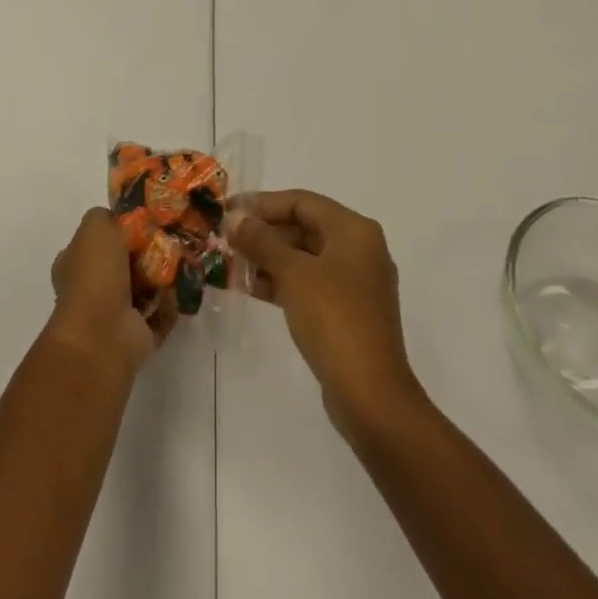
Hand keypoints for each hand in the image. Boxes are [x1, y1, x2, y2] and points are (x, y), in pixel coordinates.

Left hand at [46, 208, 175, 375]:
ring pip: (143, 288)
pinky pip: (160, 313)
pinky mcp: (137, 335)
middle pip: (124, 263)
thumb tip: (120, 220)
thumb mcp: (95, 225)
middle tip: (171, 237)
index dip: (118, 229)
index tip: (145, 219)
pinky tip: (183, 286)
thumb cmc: (95, 273)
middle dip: (146, 251)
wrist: (102, 334)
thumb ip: (107, 216)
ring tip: (183, 258)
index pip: (97, 240)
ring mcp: (114, 314)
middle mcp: (92, 288)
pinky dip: (171, 303)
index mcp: (76, 263)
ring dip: (162, 277)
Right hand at [229, 190, 424, 435]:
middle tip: (226, 239)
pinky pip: (310, 282)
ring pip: (305, 256)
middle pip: (304, 227)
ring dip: (269, 258)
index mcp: (354, 230)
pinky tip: (250, 288)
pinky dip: (282, 281)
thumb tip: (234, 218)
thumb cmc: (334, 320)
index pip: (301, 202)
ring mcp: (356, 282)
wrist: (371, 396)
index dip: (262, 204)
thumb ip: (261, 241)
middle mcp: (359, 248)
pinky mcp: (348, 311)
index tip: (228, 211)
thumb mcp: (293, 274)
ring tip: (231, 263)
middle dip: (264, 232)